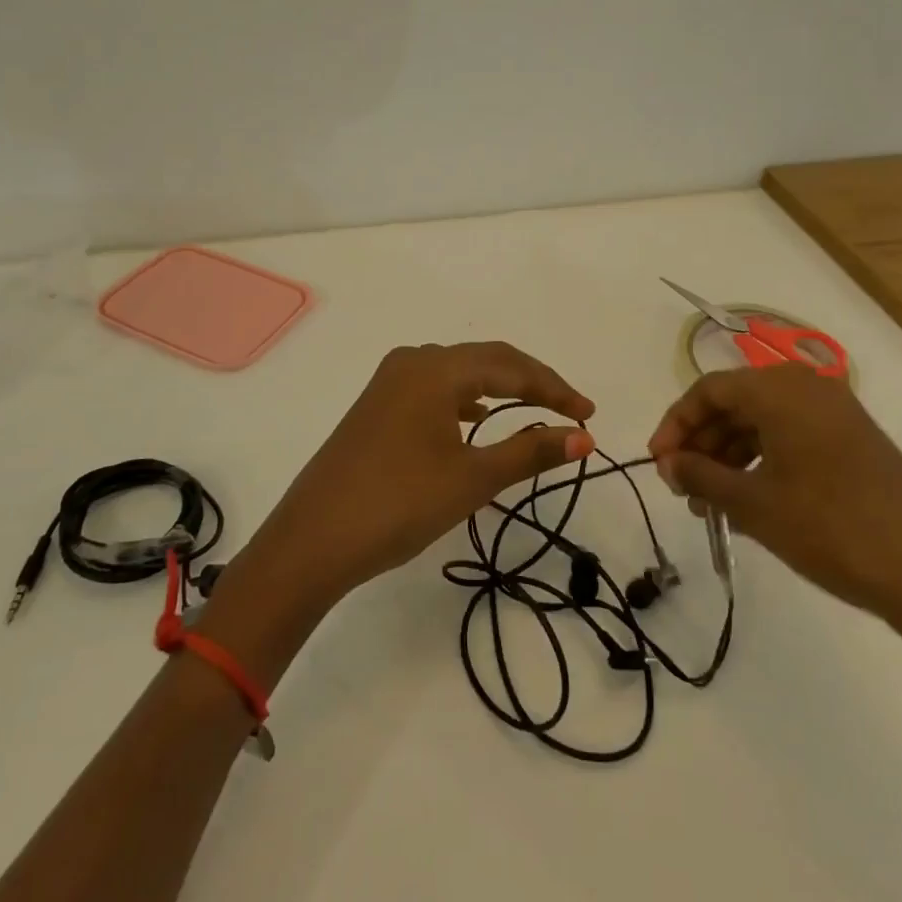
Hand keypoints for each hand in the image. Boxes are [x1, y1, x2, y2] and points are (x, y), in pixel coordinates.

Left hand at [243, 342, 595, 610]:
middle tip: (570, 413)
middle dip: (531, 383)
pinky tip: (476, 420)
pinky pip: (433, 390)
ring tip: (533, 413)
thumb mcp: (472, 479)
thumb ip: (530, 452)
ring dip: (499, 389)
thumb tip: (583, 437)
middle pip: (485, 360)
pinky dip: (465, 401)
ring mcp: (388, 383)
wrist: (312, 541)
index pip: (511, 365)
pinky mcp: (376, 407)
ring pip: (458, 374)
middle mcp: (412, 363)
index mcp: (436, 369)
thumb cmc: (399, 504)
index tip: (589, 414)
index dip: (555, 388)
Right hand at [647, 364, 901, 629]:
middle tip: (680, 487)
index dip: (676, 424)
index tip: (657, 463)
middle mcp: (807, 389)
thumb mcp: (753, 504)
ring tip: (708, 504)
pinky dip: (760, 464)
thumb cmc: (830, 527)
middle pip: (735, 404)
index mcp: (780, 389)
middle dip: (701, 444)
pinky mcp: (853, 443)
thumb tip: (668, 463)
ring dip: (727, 458)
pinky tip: (746, 503)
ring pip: (761, 424)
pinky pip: (790, 439)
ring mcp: (836, 415)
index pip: (709, 390)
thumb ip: (701, 475)